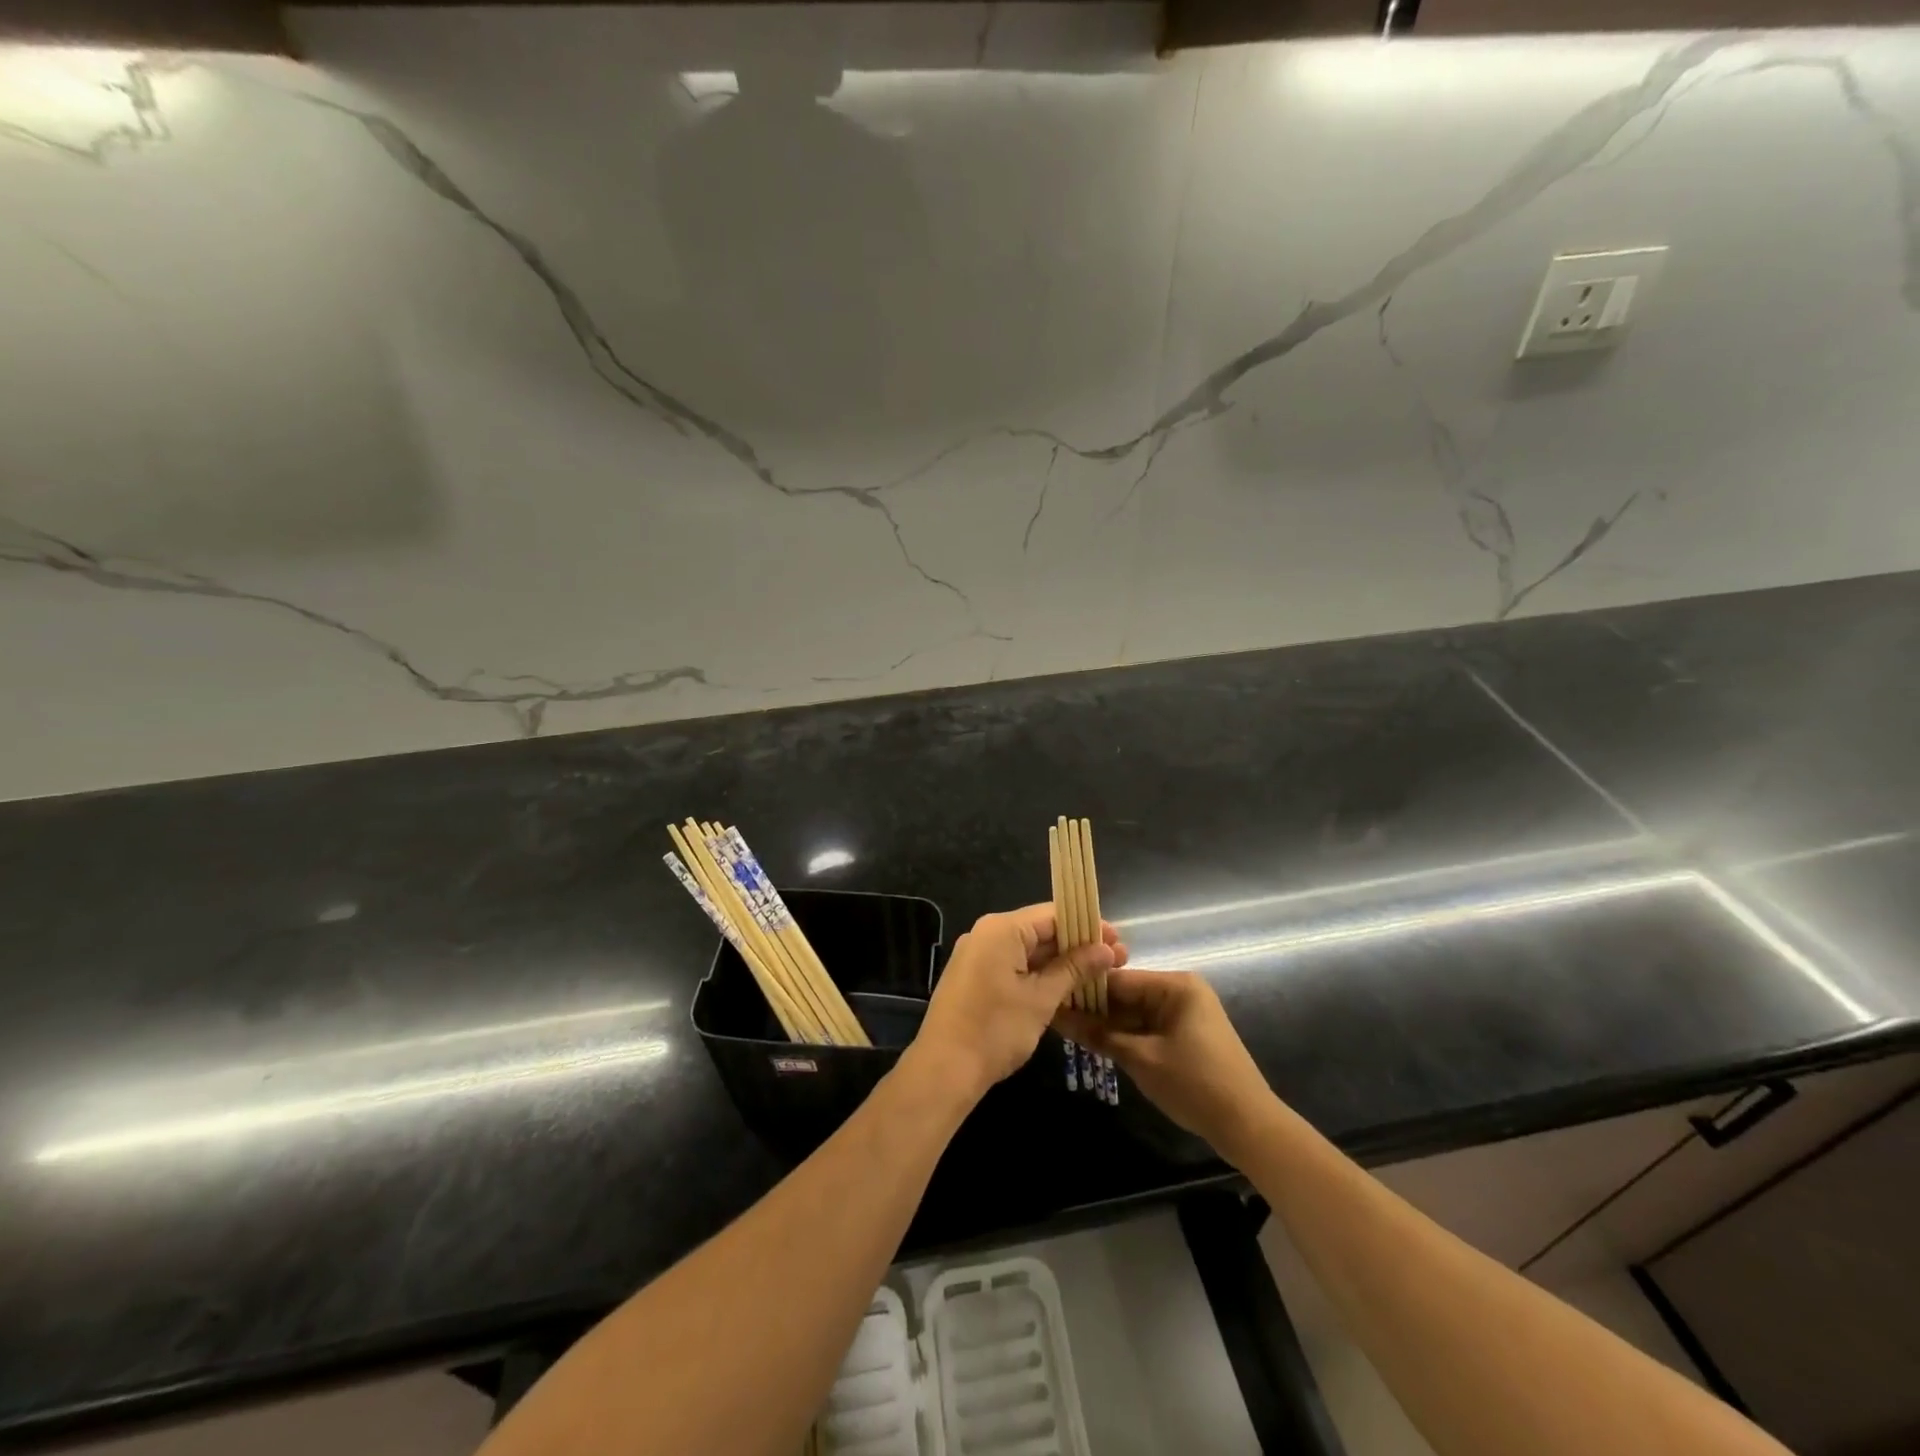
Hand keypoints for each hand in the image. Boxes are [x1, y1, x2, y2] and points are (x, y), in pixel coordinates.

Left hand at [912, 904, 1126, 1102]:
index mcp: (1001, 929)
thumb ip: (1074, 969)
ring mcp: (977, 955)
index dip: (1087, 926)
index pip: (1053, 914)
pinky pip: (1013, 965)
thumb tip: (1106, 949)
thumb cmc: (996, 1029)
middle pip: (1041, 930)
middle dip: (1078, 946)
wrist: (944, 1069)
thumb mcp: (1041, 999)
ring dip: (1061, 963)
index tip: (1118, 941)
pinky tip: (1066, 989)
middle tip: (1116, 961)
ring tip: (1097, 976)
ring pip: (1028, 950)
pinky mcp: (975, 977)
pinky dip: (1039, 974)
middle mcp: (986, 934)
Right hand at [1055, 969, 1274, 1160]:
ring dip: (1107, 1025)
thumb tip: (1058, 1016)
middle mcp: (1180, 991)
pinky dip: (1125, 1037)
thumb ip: (1099, 1035)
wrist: (1249, 1127)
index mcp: (1175, 986)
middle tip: (1056, 1020)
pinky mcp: (1185, 1035)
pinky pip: (1147, 1027)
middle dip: (1094, 1009)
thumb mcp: (1141, 1059)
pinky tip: (1098, 1045)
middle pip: (1126, 995)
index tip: (1052, 999)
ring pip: (1134, 1013)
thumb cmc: (1195, 1084)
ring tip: (1068, 1032)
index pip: (1118, 979)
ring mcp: (1184, 1014)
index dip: (1084, 991)